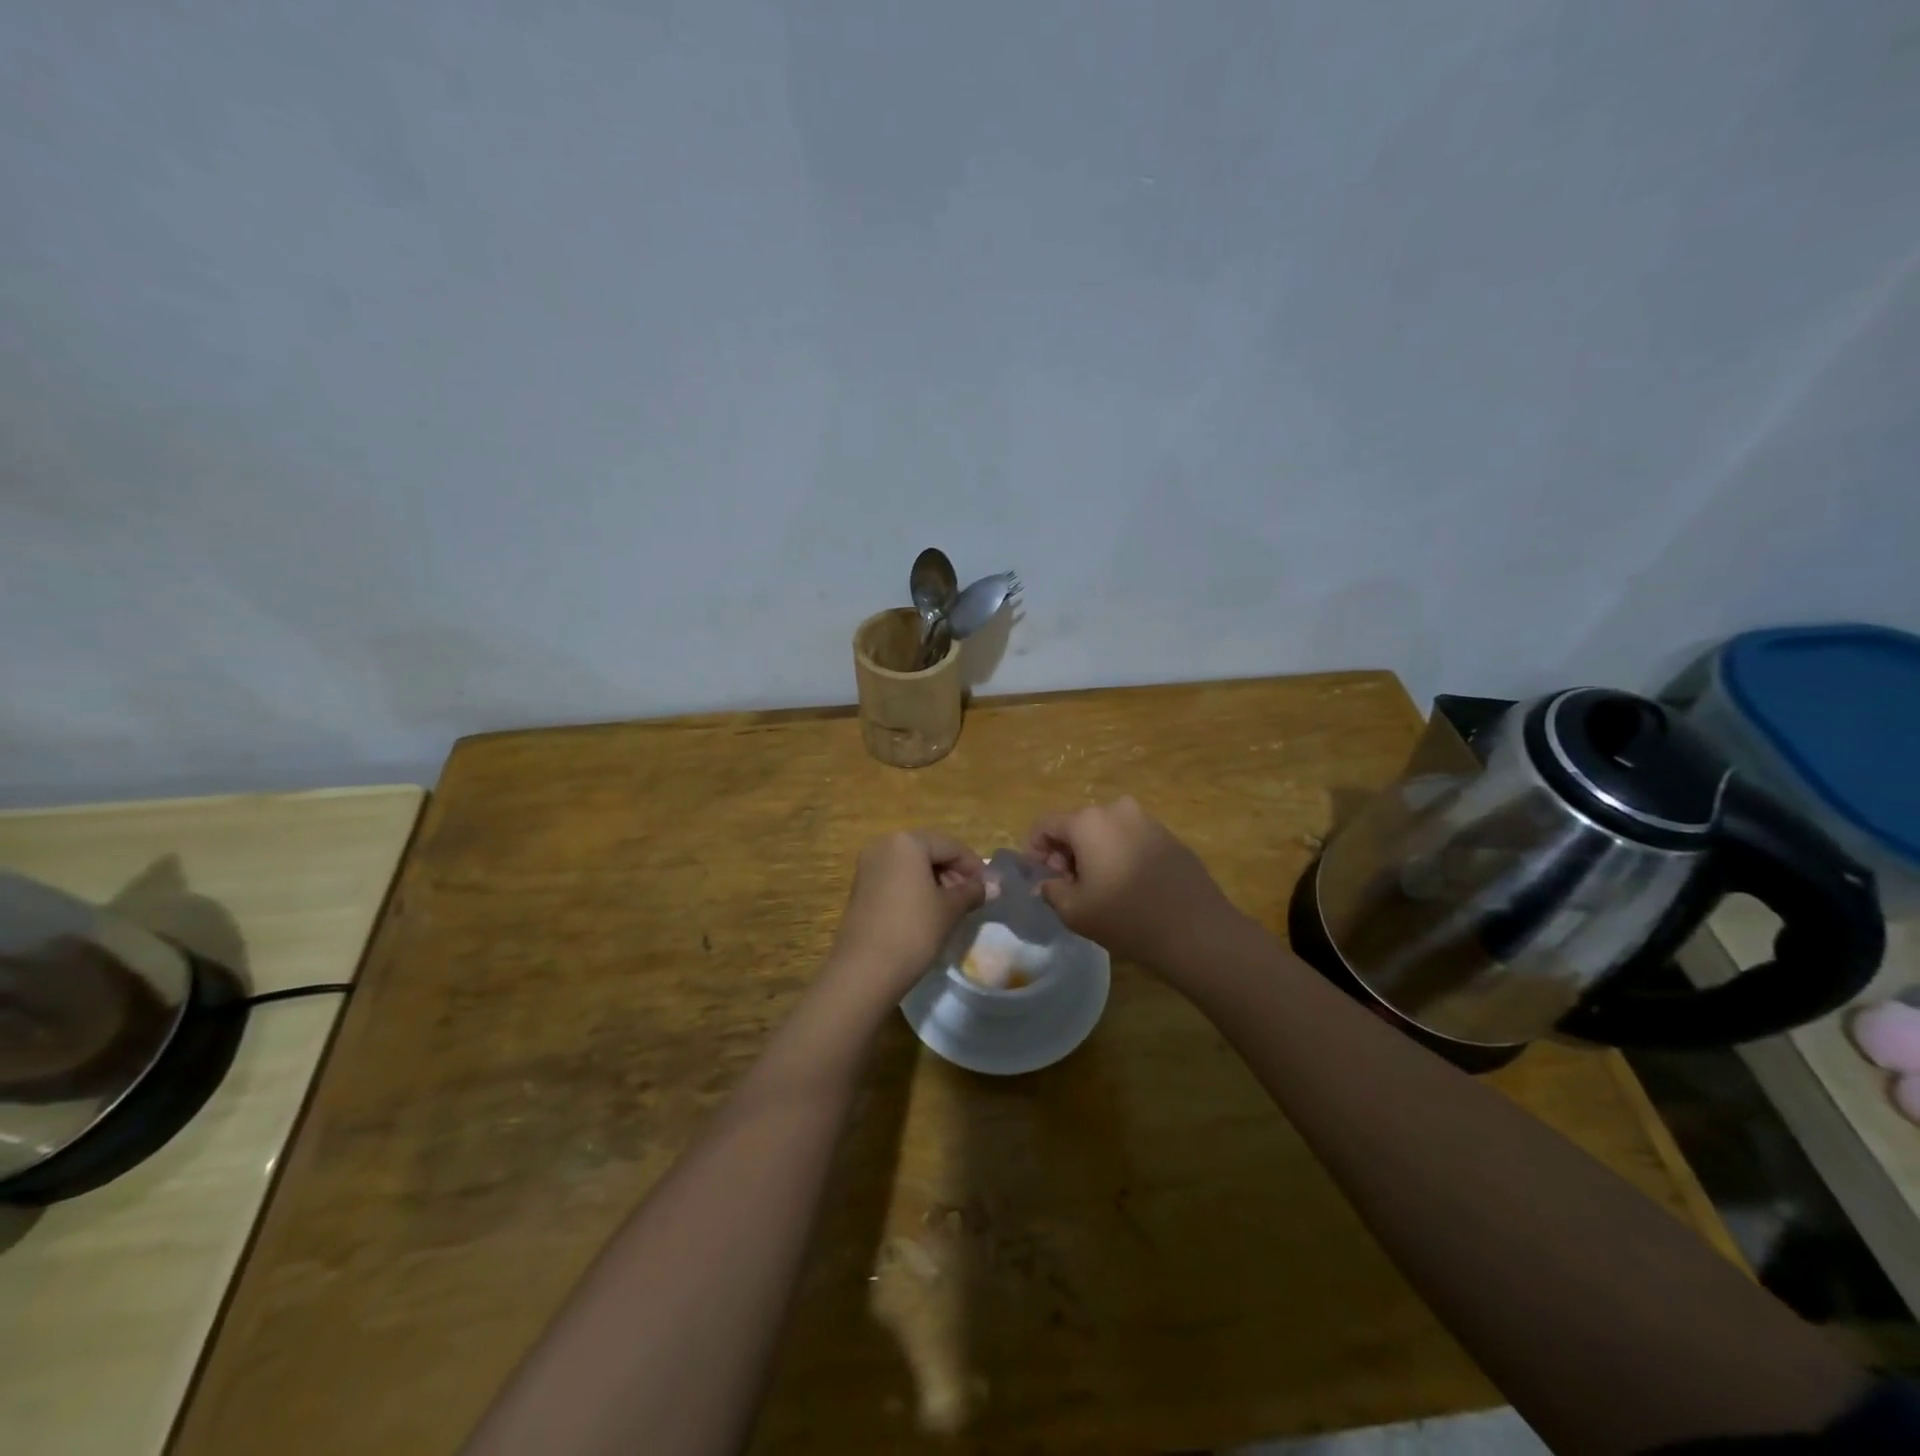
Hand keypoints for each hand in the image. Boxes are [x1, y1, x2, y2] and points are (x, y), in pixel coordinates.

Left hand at [826, 831, 985, 1003]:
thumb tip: (994, 885)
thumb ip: (973, 891)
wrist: (865, 970)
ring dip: (936, 880)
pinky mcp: (861, 887)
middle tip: (973, 897)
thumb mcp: (950, 909)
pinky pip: (896, 878)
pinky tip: (928, 911)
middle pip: (929, 851)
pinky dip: (915, 888)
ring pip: (912, 865)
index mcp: (907, 842)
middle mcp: (884, 845)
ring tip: (953, 907)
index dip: (974, 866)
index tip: (989, 888)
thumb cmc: (913, 930)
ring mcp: (868, 866)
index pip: (950, 846)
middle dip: (954, 872)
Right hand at [1028, 797, 1242, 977]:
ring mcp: (1147, 820)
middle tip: (1066, 885)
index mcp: (1088, 821)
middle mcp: (1117, 810)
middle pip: (1077, 824)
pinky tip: (1127, 886)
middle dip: (1065, 851)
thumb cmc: (1125, 918)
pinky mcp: (1169, 837)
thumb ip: (1051, 890)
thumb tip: (1048, 883)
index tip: (1039, 876)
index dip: (1034, 849)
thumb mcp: (1074, 911)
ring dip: (1093, 852)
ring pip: (1106, 831)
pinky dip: (1120, 854)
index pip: (1046, 824)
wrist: (1196, 930)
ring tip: (1098, 887)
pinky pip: (1131, 839)